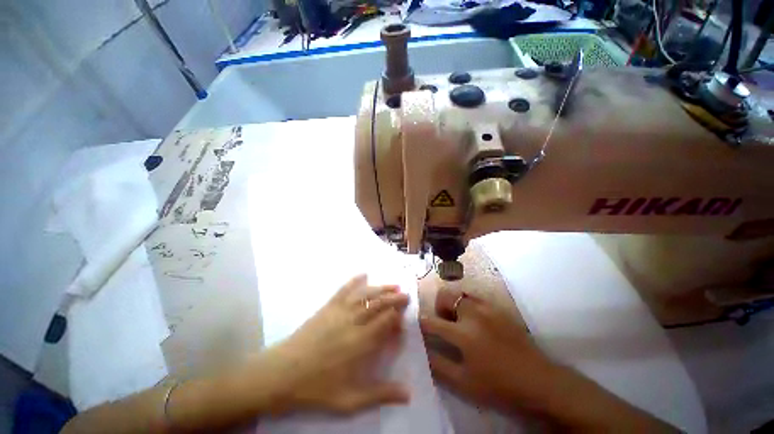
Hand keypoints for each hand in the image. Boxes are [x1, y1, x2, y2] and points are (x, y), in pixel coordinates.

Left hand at [259, 274, 410, 415]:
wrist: (281, 374)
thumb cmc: (316, 389)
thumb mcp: (349, 400)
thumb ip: (380, 394)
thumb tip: (408, 394)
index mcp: (361, 343)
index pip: (385, 322)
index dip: (397, 317)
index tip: (404, 316)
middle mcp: (353, 322)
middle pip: (379, 304)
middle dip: (394, 298)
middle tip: (406, 294)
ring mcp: (339, 311)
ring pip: (366, 295)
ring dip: (381, 288)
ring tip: (393, 284)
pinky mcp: (328, 307)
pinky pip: (344, 290)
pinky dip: (355, 281)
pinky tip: (363, 274)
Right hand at [420, 288, 557, 412]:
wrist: (539, 380)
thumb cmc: (499, 386)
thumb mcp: (464, 383)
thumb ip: (439, 365)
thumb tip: (422, 350)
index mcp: (463, 334)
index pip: (432, 322)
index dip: (421, 323)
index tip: (417, 325)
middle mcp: (473, 314)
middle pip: (444, 295)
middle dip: (438, 307)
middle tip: (446, 325)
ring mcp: (487, 307)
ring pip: (460, 294)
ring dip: (454, 305)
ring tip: (461, 323)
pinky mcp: (498, 307)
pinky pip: (475, 297)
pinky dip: (468, 305)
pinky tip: (477, 322)